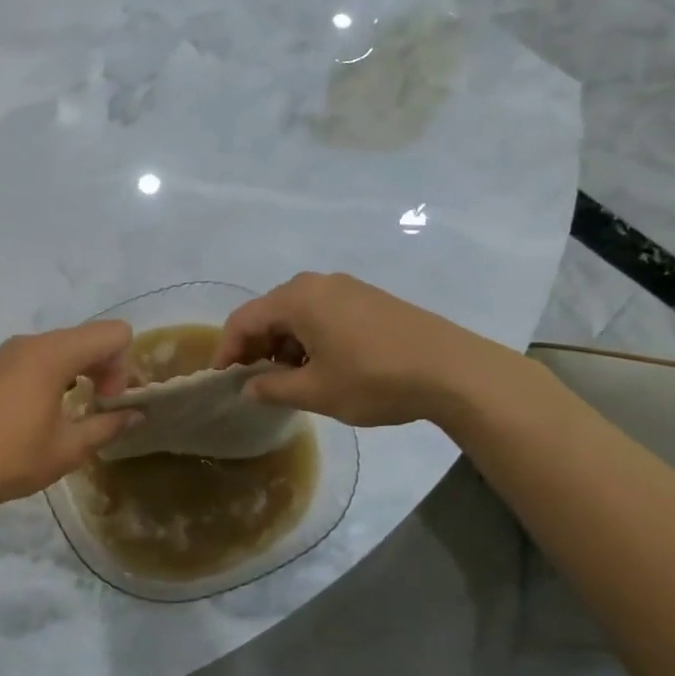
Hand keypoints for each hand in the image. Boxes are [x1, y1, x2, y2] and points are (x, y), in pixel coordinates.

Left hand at [0, 321, 140, 519]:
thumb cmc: (11, 458)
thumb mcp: (69, 448)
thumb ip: (108, 425)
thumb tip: (136, 415)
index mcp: (52, 354)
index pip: (112, 333)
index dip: (123, 365)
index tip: (108, 401)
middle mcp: (27, 344)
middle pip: (84, 337)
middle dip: (102, 367)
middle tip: (98, 407)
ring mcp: (1, 355)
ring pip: (55, 348)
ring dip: (75, 372)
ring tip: (68, 413)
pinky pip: (28, 360)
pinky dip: (47, 376)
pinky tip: (34, 415)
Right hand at [214, 272, 519, 428]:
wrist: (452, 370)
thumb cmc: (374, 379)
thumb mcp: (316, 391)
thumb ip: (273, 388)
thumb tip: (248, 388)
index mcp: (297, 298)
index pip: (244, 319)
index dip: (227, 350)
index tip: (222, 380)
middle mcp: (318, 283)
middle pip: (269, 312)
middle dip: (255, 346)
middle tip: (253, 381)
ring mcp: (347, 288)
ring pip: (298, 313)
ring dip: (283, 344)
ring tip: (289, 379)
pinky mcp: (369, 299)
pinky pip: (323, 313)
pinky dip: (309, 337)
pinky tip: (321, 365)